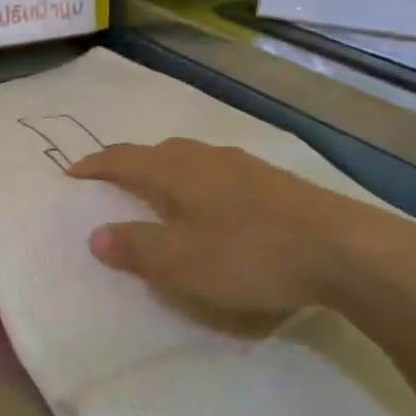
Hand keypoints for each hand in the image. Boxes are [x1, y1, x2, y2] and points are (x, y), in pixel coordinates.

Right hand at [69, 139, 415, 322]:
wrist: (345, 250)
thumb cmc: (248, 254)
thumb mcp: (181, 262)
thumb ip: (135, 247)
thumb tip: (96, 235)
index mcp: (172, 170)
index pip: (120, 158)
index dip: (93, 166)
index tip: (71, 173)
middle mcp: (202, 156)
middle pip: (154, 154)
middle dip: (129, 167)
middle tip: (112, 186)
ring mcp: (241, 165)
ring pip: (189, 162)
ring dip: (166, 176)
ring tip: (159, 198)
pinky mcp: (272, 181)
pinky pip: (217, 175)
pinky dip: (198, 187)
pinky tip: (213, 209)